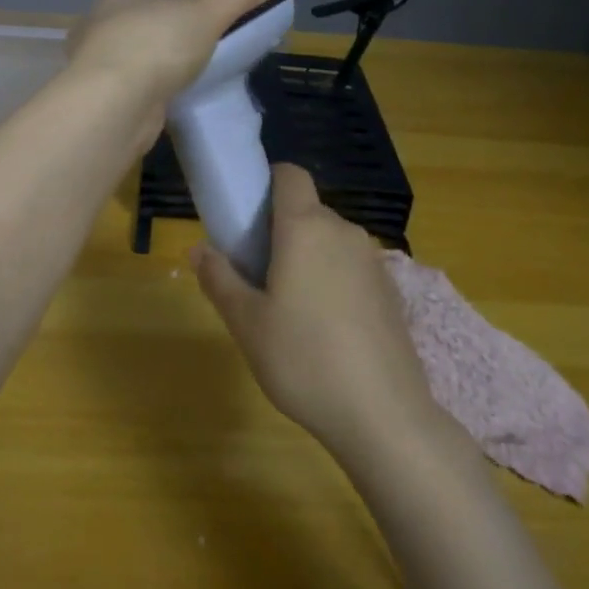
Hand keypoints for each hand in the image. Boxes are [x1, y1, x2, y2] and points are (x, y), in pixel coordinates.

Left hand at [65, 0, 289, 130]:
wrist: (113, 107)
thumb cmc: (154, 48)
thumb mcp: (206, 16)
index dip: (161, 7)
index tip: (187, 25)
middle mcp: (94, 29)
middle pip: (127, 30)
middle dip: (151, 42)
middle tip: (185, 57)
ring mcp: (89, 69)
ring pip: (121, 64)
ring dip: (142, 73)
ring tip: (175, 84)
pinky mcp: (94, 103)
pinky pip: (120, 94)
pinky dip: (137, 99)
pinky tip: (156, 108)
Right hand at [193, 164, 440, 460]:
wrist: (382, 414)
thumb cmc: (303, 359)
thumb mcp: (246, 323)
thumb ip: (219, 278)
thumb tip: (198, 249)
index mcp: (306, 228)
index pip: (290, 175)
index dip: (266, 182)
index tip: (245, 215)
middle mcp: (344, 233)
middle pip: (307, 211)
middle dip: (279, 230)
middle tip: (254, 273)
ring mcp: (374, 262)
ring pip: (330, 241)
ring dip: (306, 256)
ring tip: (287, 306)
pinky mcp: (391, 292)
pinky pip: (351, 267)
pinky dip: (332, 279)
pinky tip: (324, 328)